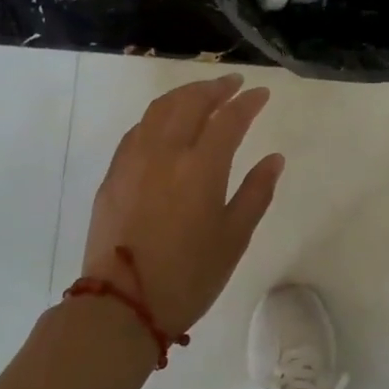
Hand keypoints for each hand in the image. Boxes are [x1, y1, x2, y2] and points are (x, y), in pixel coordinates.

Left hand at [81, 74, 283, 336]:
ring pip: (160, 109)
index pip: (229, 119)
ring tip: (202, 93)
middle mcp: (165, 152)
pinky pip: (138, 128)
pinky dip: (158, 115)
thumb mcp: (234, 238)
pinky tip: (166, 122)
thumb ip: (256, 192)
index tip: (262, 94)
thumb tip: (274, 159)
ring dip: (185, 94)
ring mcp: (134, 159)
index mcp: (201, 167)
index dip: (248, 102)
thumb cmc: (188, 276)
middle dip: (216, 87)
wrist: (121, 305)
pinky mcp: (114, 173)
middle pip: (191, 102)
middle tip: (234, 83)